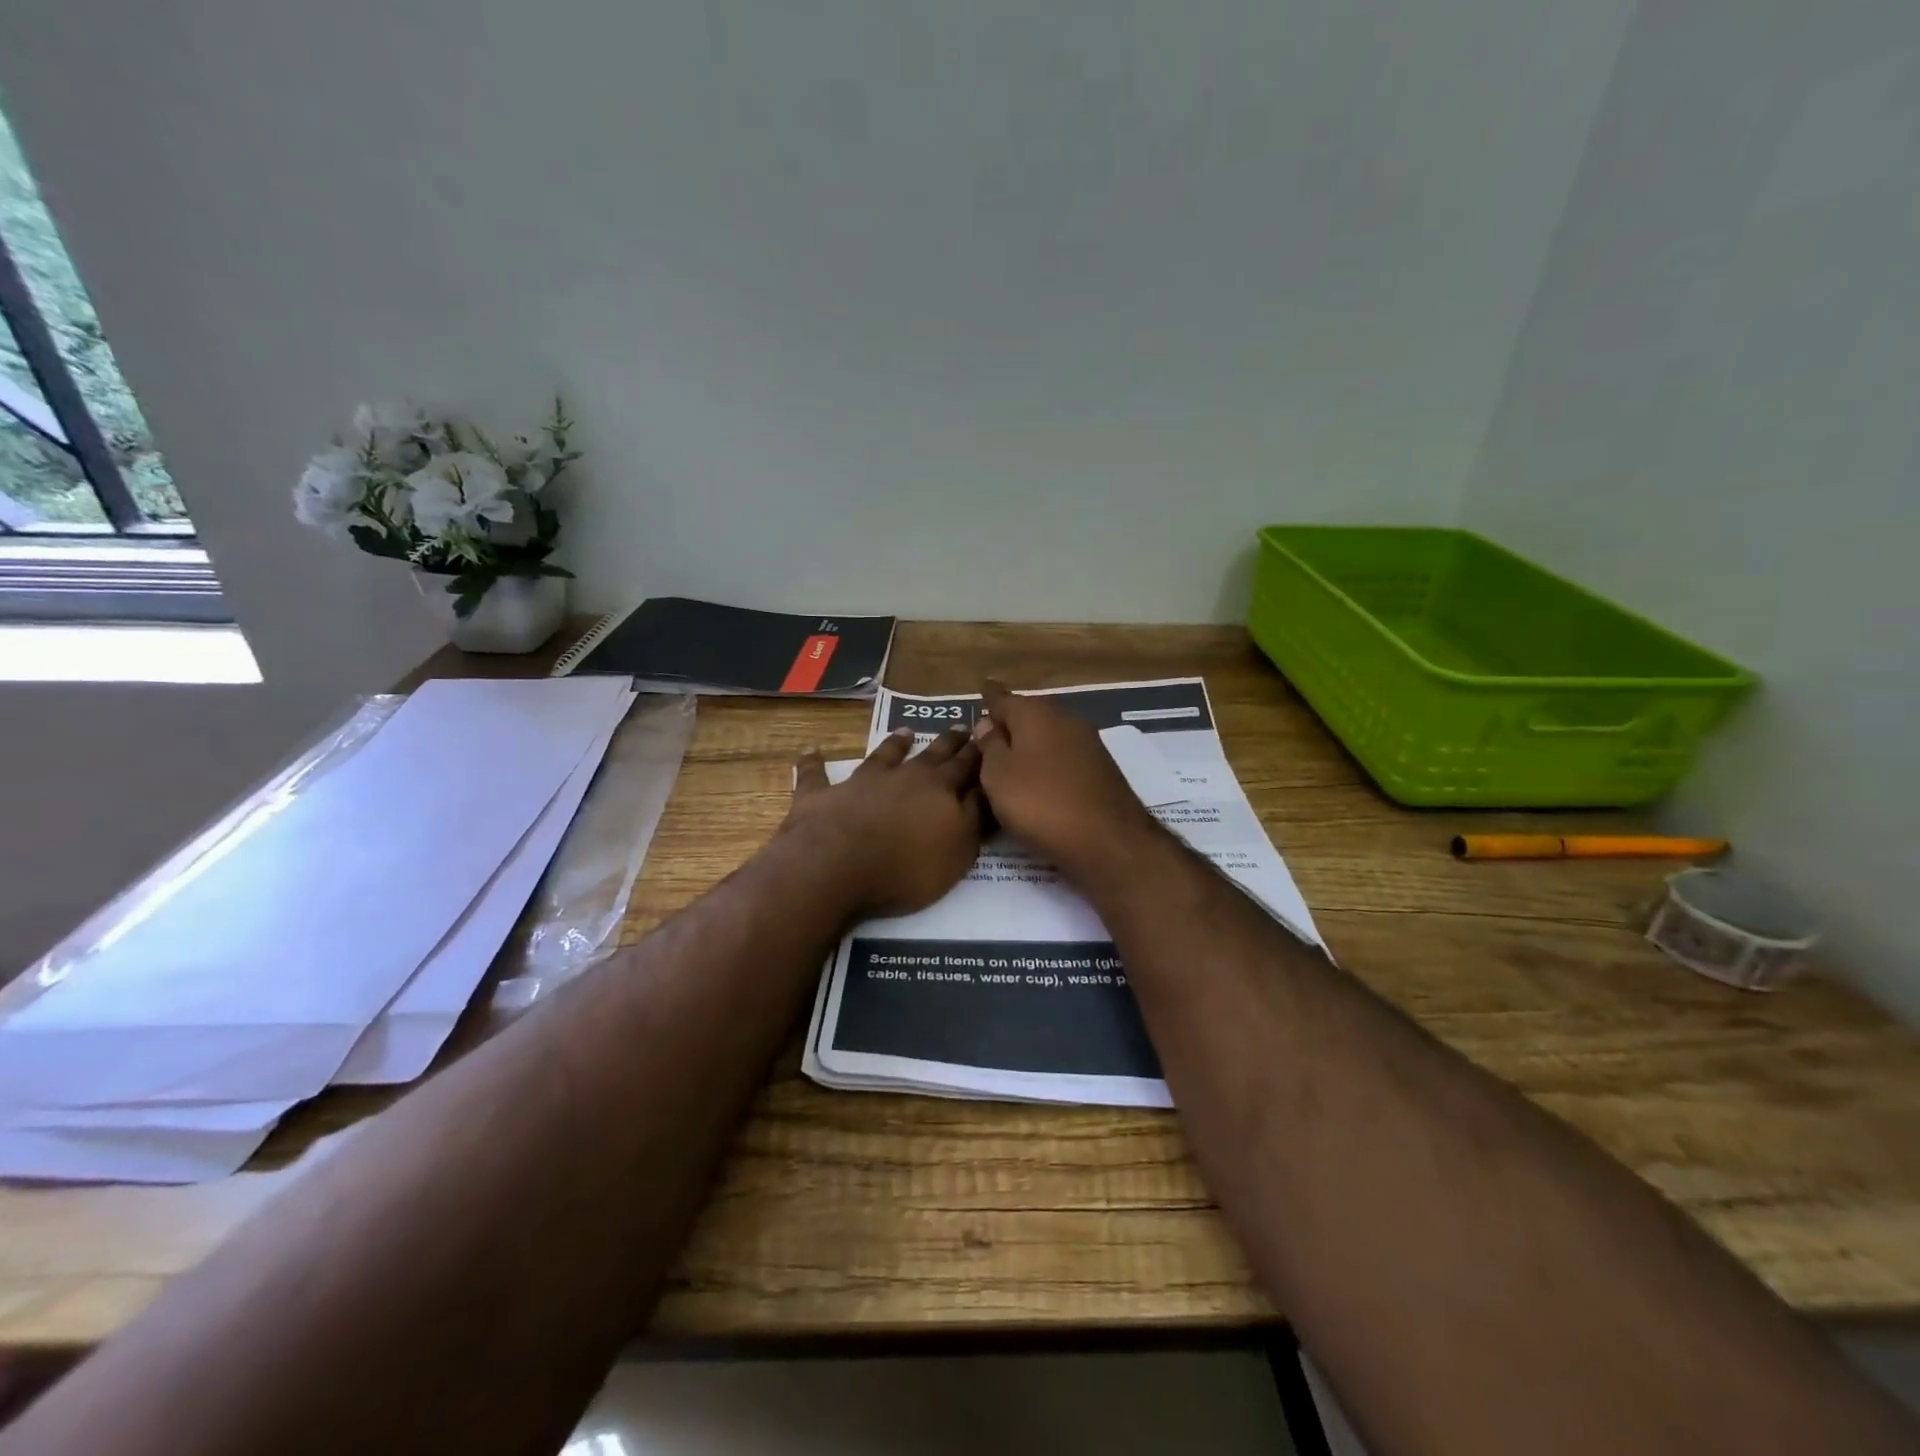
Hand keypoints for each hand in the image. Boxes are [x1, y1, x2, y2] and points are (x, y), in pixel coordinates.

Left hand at [784, 727, 984, 916]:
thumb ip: (974, 818)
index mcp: (939, 790)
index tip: (987, 739)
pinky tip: (812, 752)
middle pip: (931, 755)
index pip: (966, 767)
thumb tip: (986, 789)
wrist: (836, 866)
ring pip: (883, 755)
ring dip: (895, 743)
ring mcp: (860, 782)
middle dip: (949, 742)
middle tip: (960, 727)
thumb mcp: (958, 850)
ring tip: (905, 731)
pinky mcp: (822, 794)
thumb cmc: (905, 866)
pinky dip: (814, 763)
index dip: (978, 754)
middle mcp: (903, 777)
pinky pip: (816, 774)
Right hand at [973, 680, 1163, 882]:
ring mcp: (1088, 743)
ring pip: (1049, 735)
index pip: (1003, 699)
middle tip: (988, 734)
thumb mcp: (998, 776)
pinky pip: (1064, 756)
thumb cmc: (1041, 804)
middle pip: (1029, 714)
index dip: (989, 696)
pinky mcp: (1101, 769)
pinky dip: (1048, 761)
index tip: (982, 688)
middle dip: (1010, 721)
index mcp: (1035, 714)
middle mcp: (1064, 719)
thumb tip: (987, 724)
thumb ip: (990, 746)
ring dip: (1030, 743)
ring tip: (1010, 759)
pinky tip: (1040, 778)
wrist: (1108, 840)